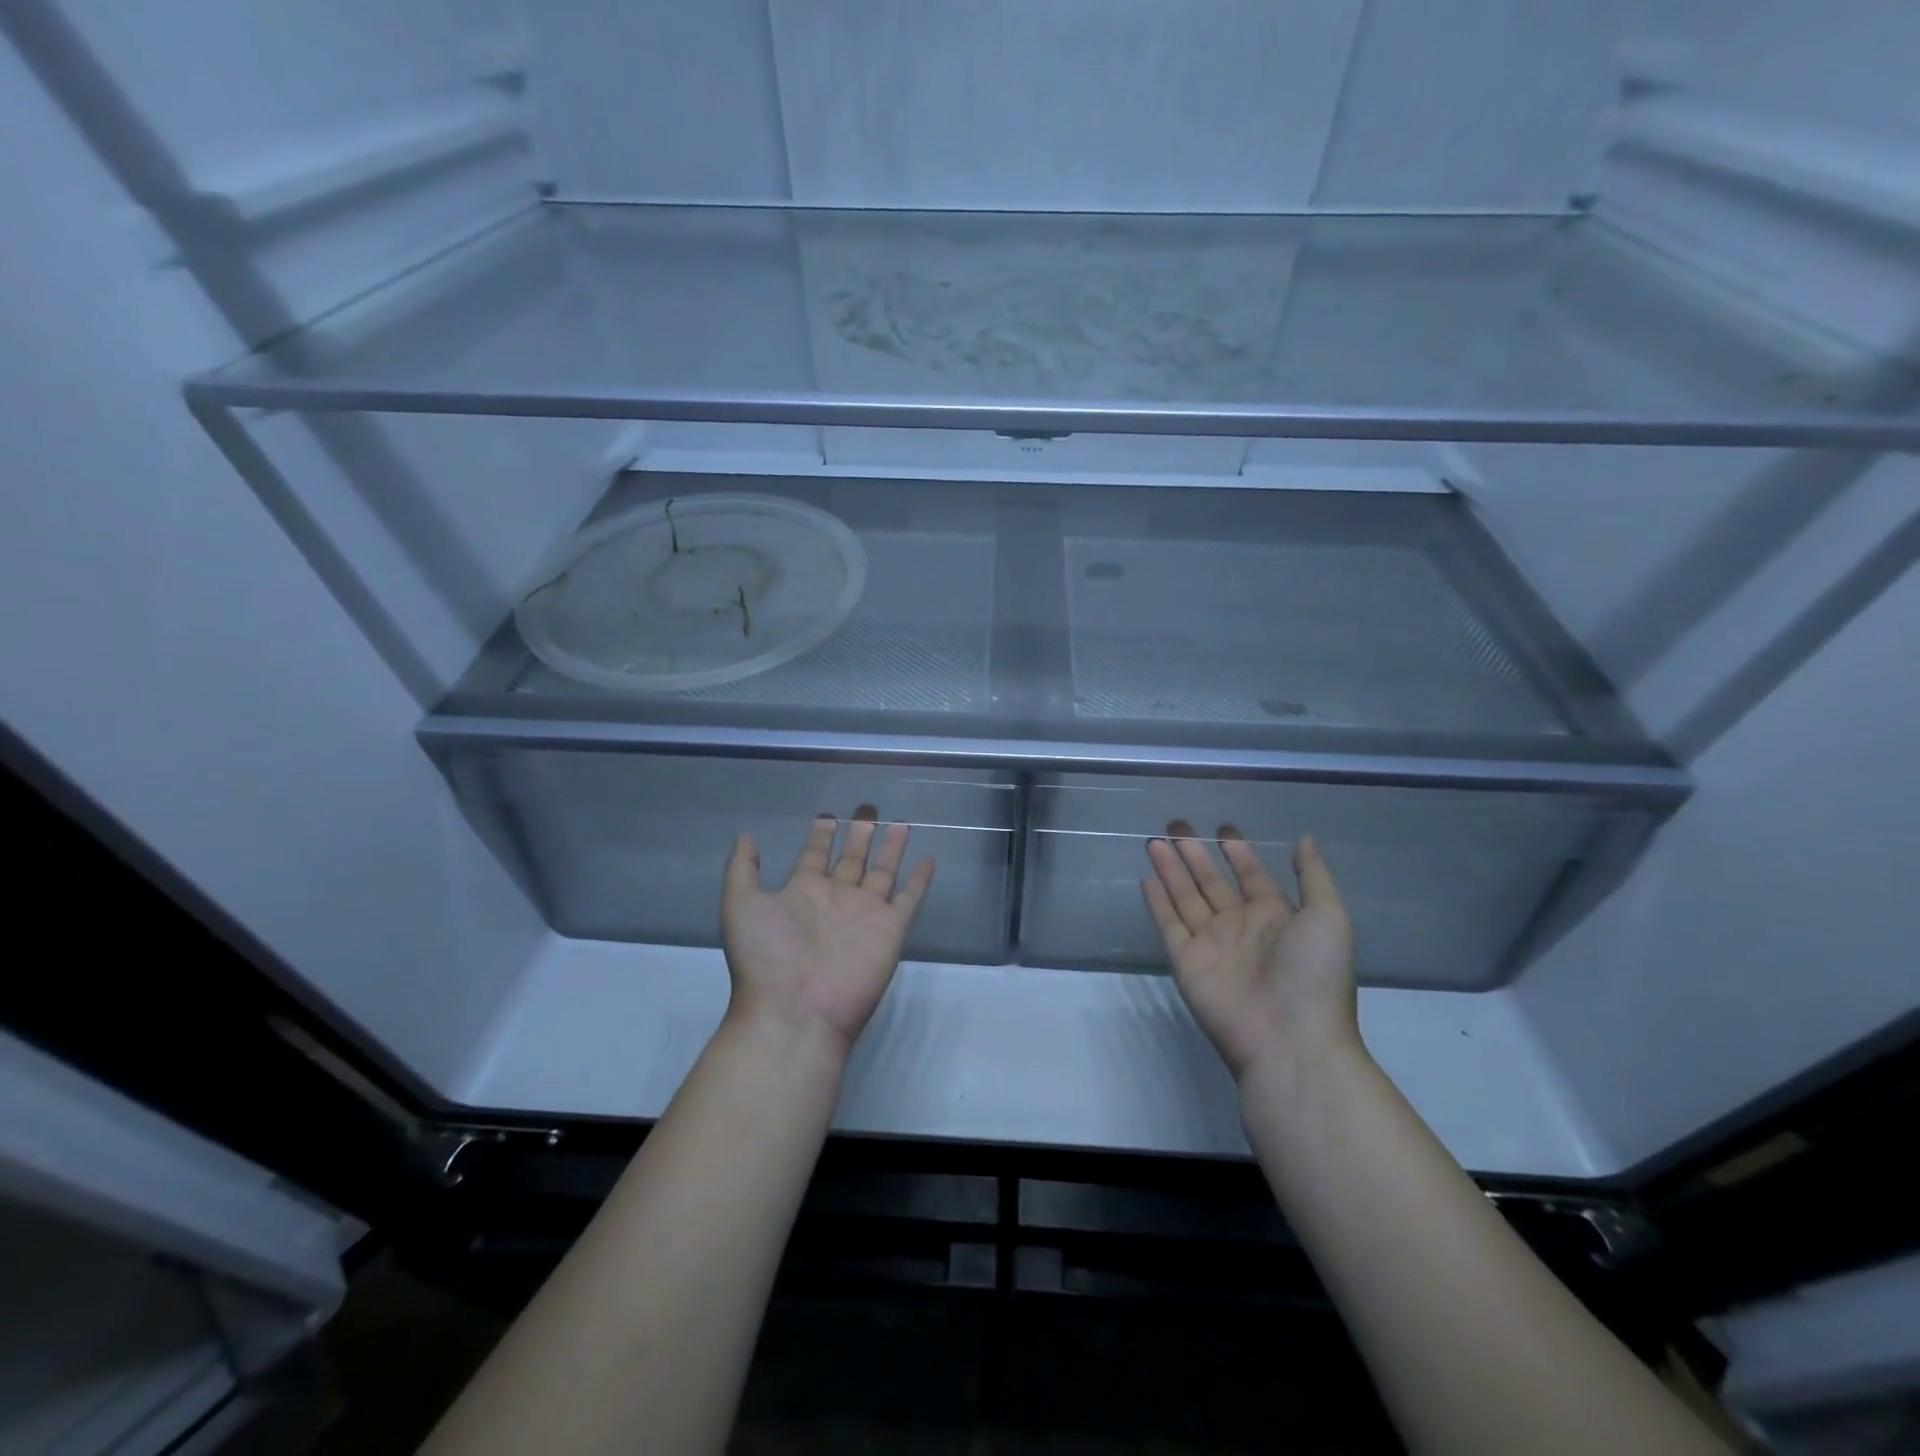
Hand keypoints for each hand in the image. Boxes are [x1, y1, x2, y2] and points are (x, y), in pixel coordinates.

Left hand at [721, 806, 934, 1054]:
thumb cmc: (766, 955)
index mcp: (802, 891)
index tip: (829, 814)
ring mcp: (865, 913)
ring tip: (900, 822)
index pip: (814, 855)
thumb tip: (746, 835)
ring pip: (883, 871)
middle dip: (859, 833)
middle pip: (851, 858)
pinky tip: (928, 858)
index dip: (821, 835)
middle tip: (868, 808)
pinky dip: (920, 880)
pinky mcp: (891, 928)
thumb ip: (743, 868)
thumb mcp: (741, 904)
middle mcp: (836, 898)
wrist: (796, 1008)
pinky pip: (909, 898)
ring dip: (891, 848)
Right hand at [1143, 822, 1358, 1081]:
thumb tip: (1303, 838)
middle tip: (1176, 824)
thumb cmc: (1313, 975)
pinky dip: (1158, 902)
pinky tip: (1147, 879)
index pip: (1251, 875)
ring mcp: (1211, 944)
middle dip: (1195, 853)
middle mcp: (1240, 926)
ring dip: (1171, 869)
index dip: (1237, 852)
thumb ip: (1312, 876)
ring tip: (1155, 841)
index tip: (1222, 828)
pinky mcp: (1186, 961)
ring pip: (1186, 897)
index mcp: (1275, 916)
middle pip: (1211, 881)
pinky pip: (1169, 924)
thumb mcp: (1328, 917)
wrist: (1288, 1039)